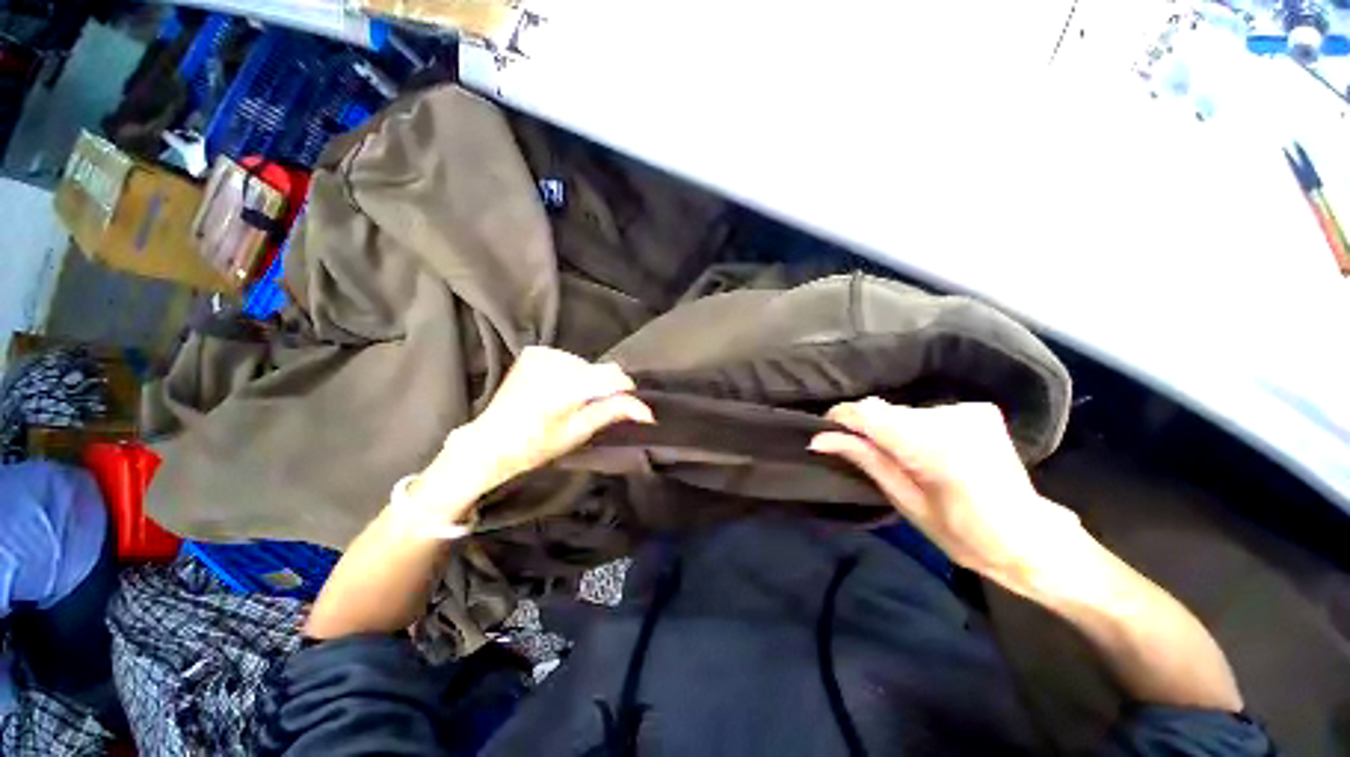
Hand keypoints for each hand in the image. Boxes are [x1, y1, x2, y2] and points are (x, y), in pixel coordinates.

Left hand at [415, 347, 653, 523]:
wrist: (491, 441)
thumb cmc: (535, 445)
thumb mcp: (578, 432)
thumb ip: (612, 412)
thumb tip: (646, 411)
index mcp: (564, 387)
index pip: (612, 376)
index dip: (625, 390)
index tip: (630, 407)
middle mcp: (554, 363)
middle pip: (599, 370)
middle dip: (603, 388)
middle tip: (588, 411)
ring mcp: (542, 355)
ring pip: (586, 365)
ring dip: (587, 381)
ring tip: (570, 402)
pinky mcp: (534, 353)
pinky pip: (569, 360)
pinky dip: (571, 373)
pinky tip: (557, 389)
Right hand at [810, 398, 1083, 593]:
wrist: (1032, 539)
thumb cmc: (966, 536)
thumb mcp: (907, 503)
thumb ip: (866, 461)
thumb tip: (820, 439)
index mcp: (937, 448)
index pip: (871, 414)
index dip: (842, 418)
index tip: (823, 431)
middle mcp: (954, 418)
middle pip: (885, 411)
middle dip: (864, 429)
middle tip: (855, 453)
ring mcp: (969, 411)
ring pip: (901, 412)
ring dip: (888, 430)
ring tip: (893, 459)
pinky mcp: (977, 411)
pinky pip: (923, 414)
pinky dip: (910, 429)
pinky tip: (919, 451)